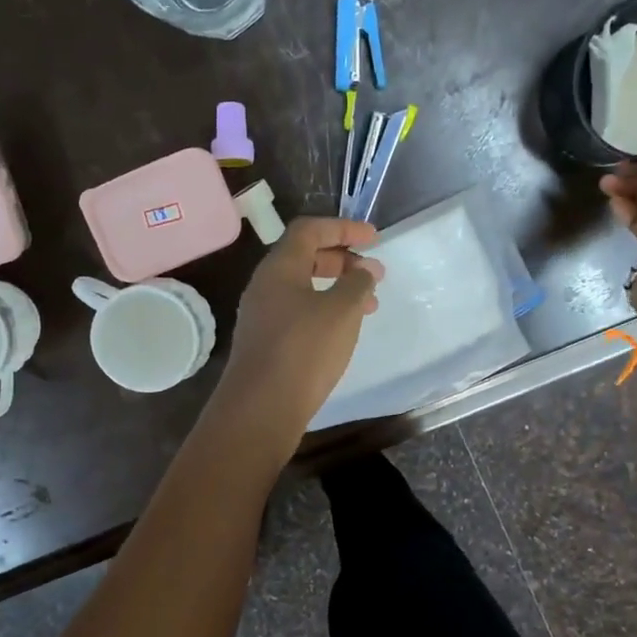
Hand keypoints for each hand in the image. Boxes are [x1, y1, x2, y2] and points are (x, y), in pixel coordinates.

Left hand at [211, 217, 383, 440]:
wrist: (261, 408)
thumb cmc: (304, 350)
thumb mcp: (341, 311)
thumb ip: (357, 284)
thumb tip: (363, 272)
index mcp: (279, 267)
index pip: (310, 230)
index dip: (343, 228)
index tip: (374, 238)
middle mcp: (265, 286)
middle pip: (305, 257)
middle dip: (343, 259)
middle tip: (373, 273)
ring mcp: (262, 315)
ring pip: (304, 288)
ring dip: (337, 288)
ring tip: (369, 305)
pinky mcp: (266, 342)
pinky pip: (299, 312)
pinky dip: (325, 311)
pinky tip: (344, 330)